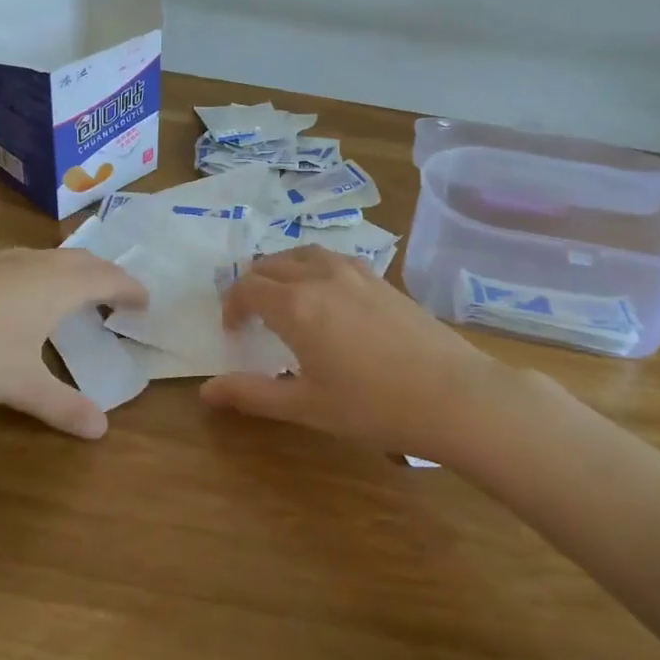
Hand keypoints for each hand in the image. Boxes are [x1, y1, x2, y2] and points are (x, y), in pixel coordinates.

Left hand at [0, 249, 146, 439]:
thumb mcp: (20, 384)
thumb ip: (63, 405)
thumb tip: (101, 429)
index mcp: (60, 285)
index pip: (110, 279)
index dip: (131, 289)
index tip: (146, 301)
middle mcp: (38, 264)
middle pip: (85, 260)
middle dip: (107, 276)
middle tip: (118, 297)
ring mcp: (4, 259)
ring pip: (53, 258)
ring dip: (75, 273)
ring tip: (77, 296)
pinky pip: (28, 262)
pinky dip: (45, 275)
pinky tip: (24, 298)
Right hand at [201, 247, 547, 463]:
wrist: (453, 395)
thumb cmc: (373, 406)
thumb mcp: (306, 405)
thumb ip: (252, 394)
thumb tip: (206, 392)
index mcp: (296, 305)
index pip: (247, 288)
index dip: (231, 306)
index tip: (232, 331)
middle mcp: (321, 276)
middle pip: (272, 264)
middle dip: (252, 284)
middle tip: (251, 315)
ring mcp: (355, 272)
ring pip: (304, 253)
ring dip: (283, 269)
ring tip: (283, 297)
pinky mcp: (381, 278)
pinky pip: (333, 258)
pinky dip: (313, 268)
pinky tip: (326, 297)